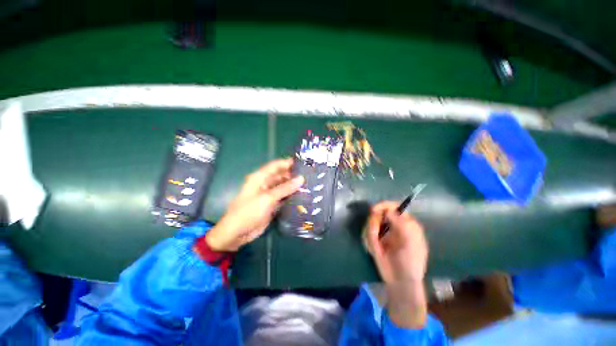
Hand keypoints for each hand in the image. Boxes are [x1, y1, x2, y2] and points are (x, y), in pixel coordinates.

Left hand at [205, 158, 303, 251]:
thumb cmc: (248, 212)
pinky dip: (292, 196)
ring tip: (310, 185)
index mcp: (260, 178)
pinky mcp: (272, 205)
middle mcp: (265, 184)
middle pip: (281, 176)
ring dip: (294, 186)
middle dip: (293, 175)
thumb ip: (285, 188)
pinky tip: (303, 196)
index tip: (303, 163)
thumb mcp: (267, 198)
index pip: (275, 166)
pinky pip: (284, 197)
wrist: (237, 233)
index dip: (288, 163)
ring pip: (284, 187)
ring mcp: (269, 195)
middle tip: (310, 175)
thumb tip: (301, 179)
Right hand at [363, 201, 428, 327]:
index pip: (393, 207)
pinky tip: (376, 251)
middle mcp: (392, 225)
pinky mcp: (375, 240)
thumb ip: (401, 224)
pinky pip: (367, 234)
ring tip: (377, 248)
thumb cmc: (411, 262)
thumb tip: (389, 211)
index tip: (374, 210)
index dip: (383, 206)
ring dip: (371, 234)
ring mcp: (383, 232)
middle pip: (378, 213)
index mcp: (405, 223)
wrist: (400, 281)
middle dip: (374, 223)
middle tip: (375, 235)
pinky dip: (369, 241)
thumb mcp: (411, 242)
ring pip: (370, 223)